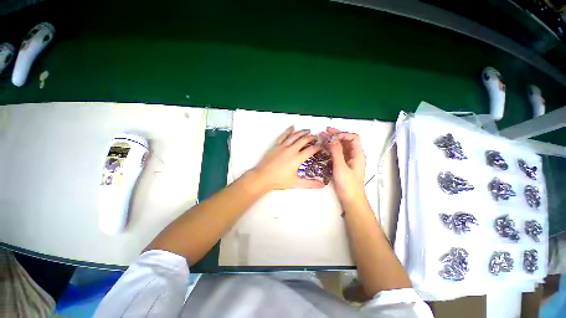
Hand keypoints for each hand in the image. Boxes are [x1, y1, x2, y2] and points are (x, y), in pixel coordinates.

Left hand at [251, 126, 324, 190]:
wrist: (263, 176)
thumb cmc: (278, 180)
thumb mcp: (295, 183)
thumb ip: (309, 183)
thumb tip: (321, 185)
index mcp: (297, 158)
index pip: (311, 150)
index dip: (318, 147)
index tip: (321, 146)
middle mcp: (291, 150)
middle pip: (304, 140)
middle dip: (311, 137)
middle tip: (315, 137)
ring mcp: (283, 146)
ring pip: (294, 136)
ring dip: (302, 132)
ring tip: (307, 130)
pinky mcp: (276, 146)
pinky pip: (283, 136)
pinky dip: (288, 131)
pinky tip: (292, 127)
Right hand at [322, 127, 365, 203]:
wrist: (350, 199)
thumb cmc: (348, 184)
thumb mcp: (341, 166)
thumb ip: (336, 151)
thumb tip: (332, 138)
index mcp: (358, 154)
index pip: (353, 138)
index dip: (343, 134)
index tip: (332, 136)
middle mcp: (354, 155)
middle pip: (346, 140)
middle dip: (336, 135)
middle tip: (325, 131)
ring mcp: (348, 160)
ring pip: (341, 146)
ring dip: (333, 141)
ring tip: (323, 137)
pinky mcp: (343, 165)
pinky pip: (338, 153)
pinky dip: (331, 149)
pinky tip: (325, 147)